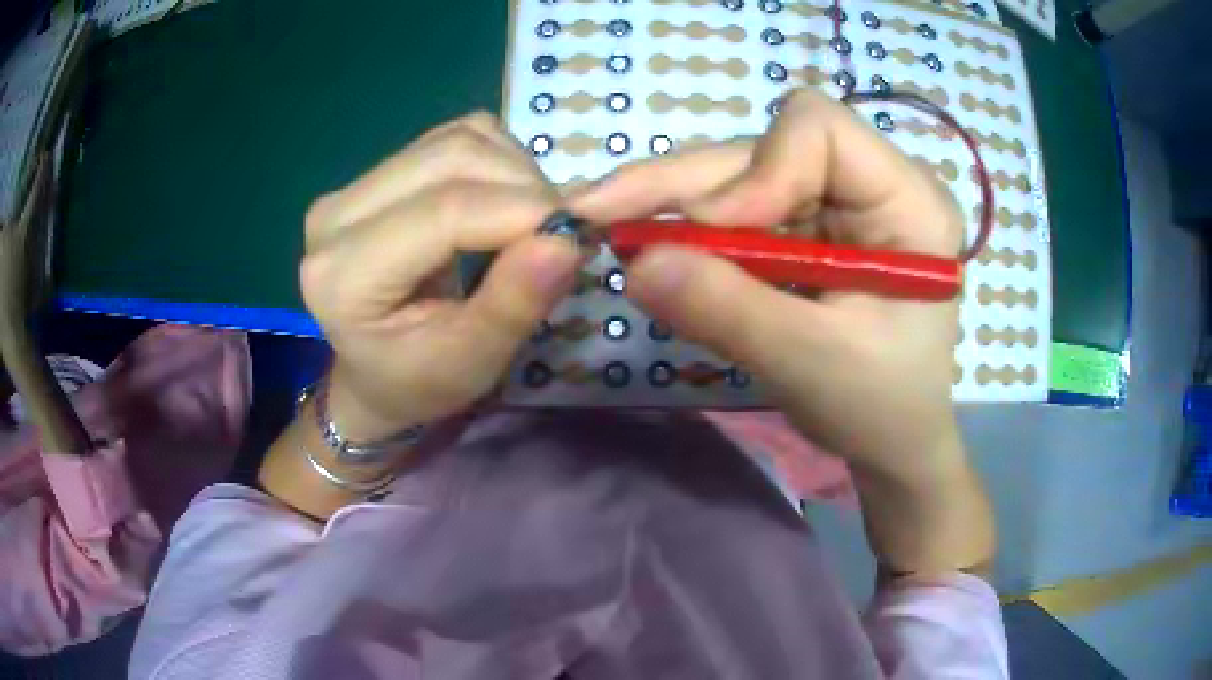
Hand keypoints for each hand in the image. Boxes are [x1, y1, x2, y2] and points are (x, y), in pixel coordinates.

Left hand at [300, 113, 580, 440]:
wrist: (377, 373)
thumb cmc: (419, 381)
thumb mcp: (472, 362)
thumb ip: (514, 302)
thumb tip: (566, 239)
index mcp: (342, 275)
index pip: (444, 211)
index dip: (523, 212)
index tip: (578, 236)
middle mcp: (334, 214)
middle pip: (452, 157)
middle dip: (525, 187)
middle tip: (559, 232)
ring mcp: (353, 184)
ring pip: (458, 138)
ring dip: (516, 171)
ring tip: (533, 222)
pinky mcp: (378, 170)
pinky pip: (455, 136)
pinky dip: (500, 159)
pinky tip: (505, 202)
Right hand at [571, 89, 964, 483]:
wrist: (891, 442)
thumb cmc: (880, 408)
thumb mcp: (811, 364)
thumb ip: (729, 310)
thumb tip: (635, 264)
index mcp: (907, 200)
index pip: (819, 130)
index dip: (757, 171)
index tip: (713, 233)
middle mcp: (870, 183)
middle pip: (764, 149)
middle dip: (683, 185)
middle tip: (595, 212)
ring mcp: (834, 203)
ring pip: (739, 176)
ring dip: (672, 205)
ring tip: (606, 228)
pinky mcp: (804, 228)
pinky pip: (736, 212)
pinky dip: (687, 232)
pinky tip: (646, 248)